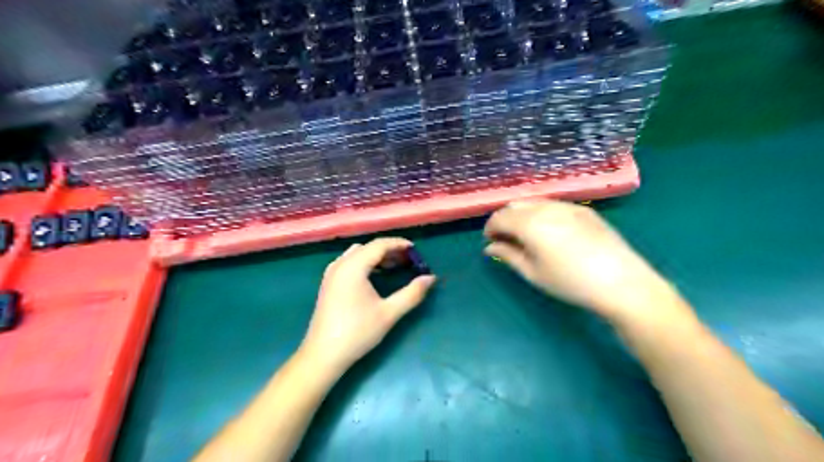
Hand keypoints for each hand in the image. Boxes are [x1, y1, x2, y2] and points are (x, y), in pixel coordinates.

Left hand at [300, 237, 433, 373]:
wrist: (323, 355)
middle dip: (389, 250)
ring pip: (357, 254)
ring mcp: (331, 273)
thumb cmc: (357, 332)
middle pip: (368, 247)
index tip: (415, 250)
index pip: (379, 245)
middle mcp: (340, 264)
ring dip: (376, 256)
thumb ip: (412, 293)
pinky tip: (375, 276)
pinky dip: (365, 262)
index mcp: (353, 267)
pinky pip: (349, 262)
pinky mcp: (328, 283)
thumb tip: (431, 278)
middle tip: (408, 260)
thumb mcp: (389, 313)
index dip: (399, 244)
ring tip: (394, 266)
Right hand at [485, 201, 693, 325]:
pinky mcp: (584, 210)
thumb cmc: (570, 282)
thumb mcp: (533, 272)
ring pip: (534, 202)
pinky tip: (549, 232)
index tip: (491, 242)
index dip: (490, 228)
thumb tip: (490, 247)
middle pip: (515, 205)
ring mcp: (567, 206)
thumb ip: (508, 255)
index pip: (499, 217)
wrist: (621, 282)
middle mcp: (546, 207)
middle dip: (504, 219)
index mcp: (530, 223)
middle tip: (506, 239)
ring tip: (526, 236)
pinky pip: (553, 205)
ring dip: (522, 215)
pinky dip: (541, 213)